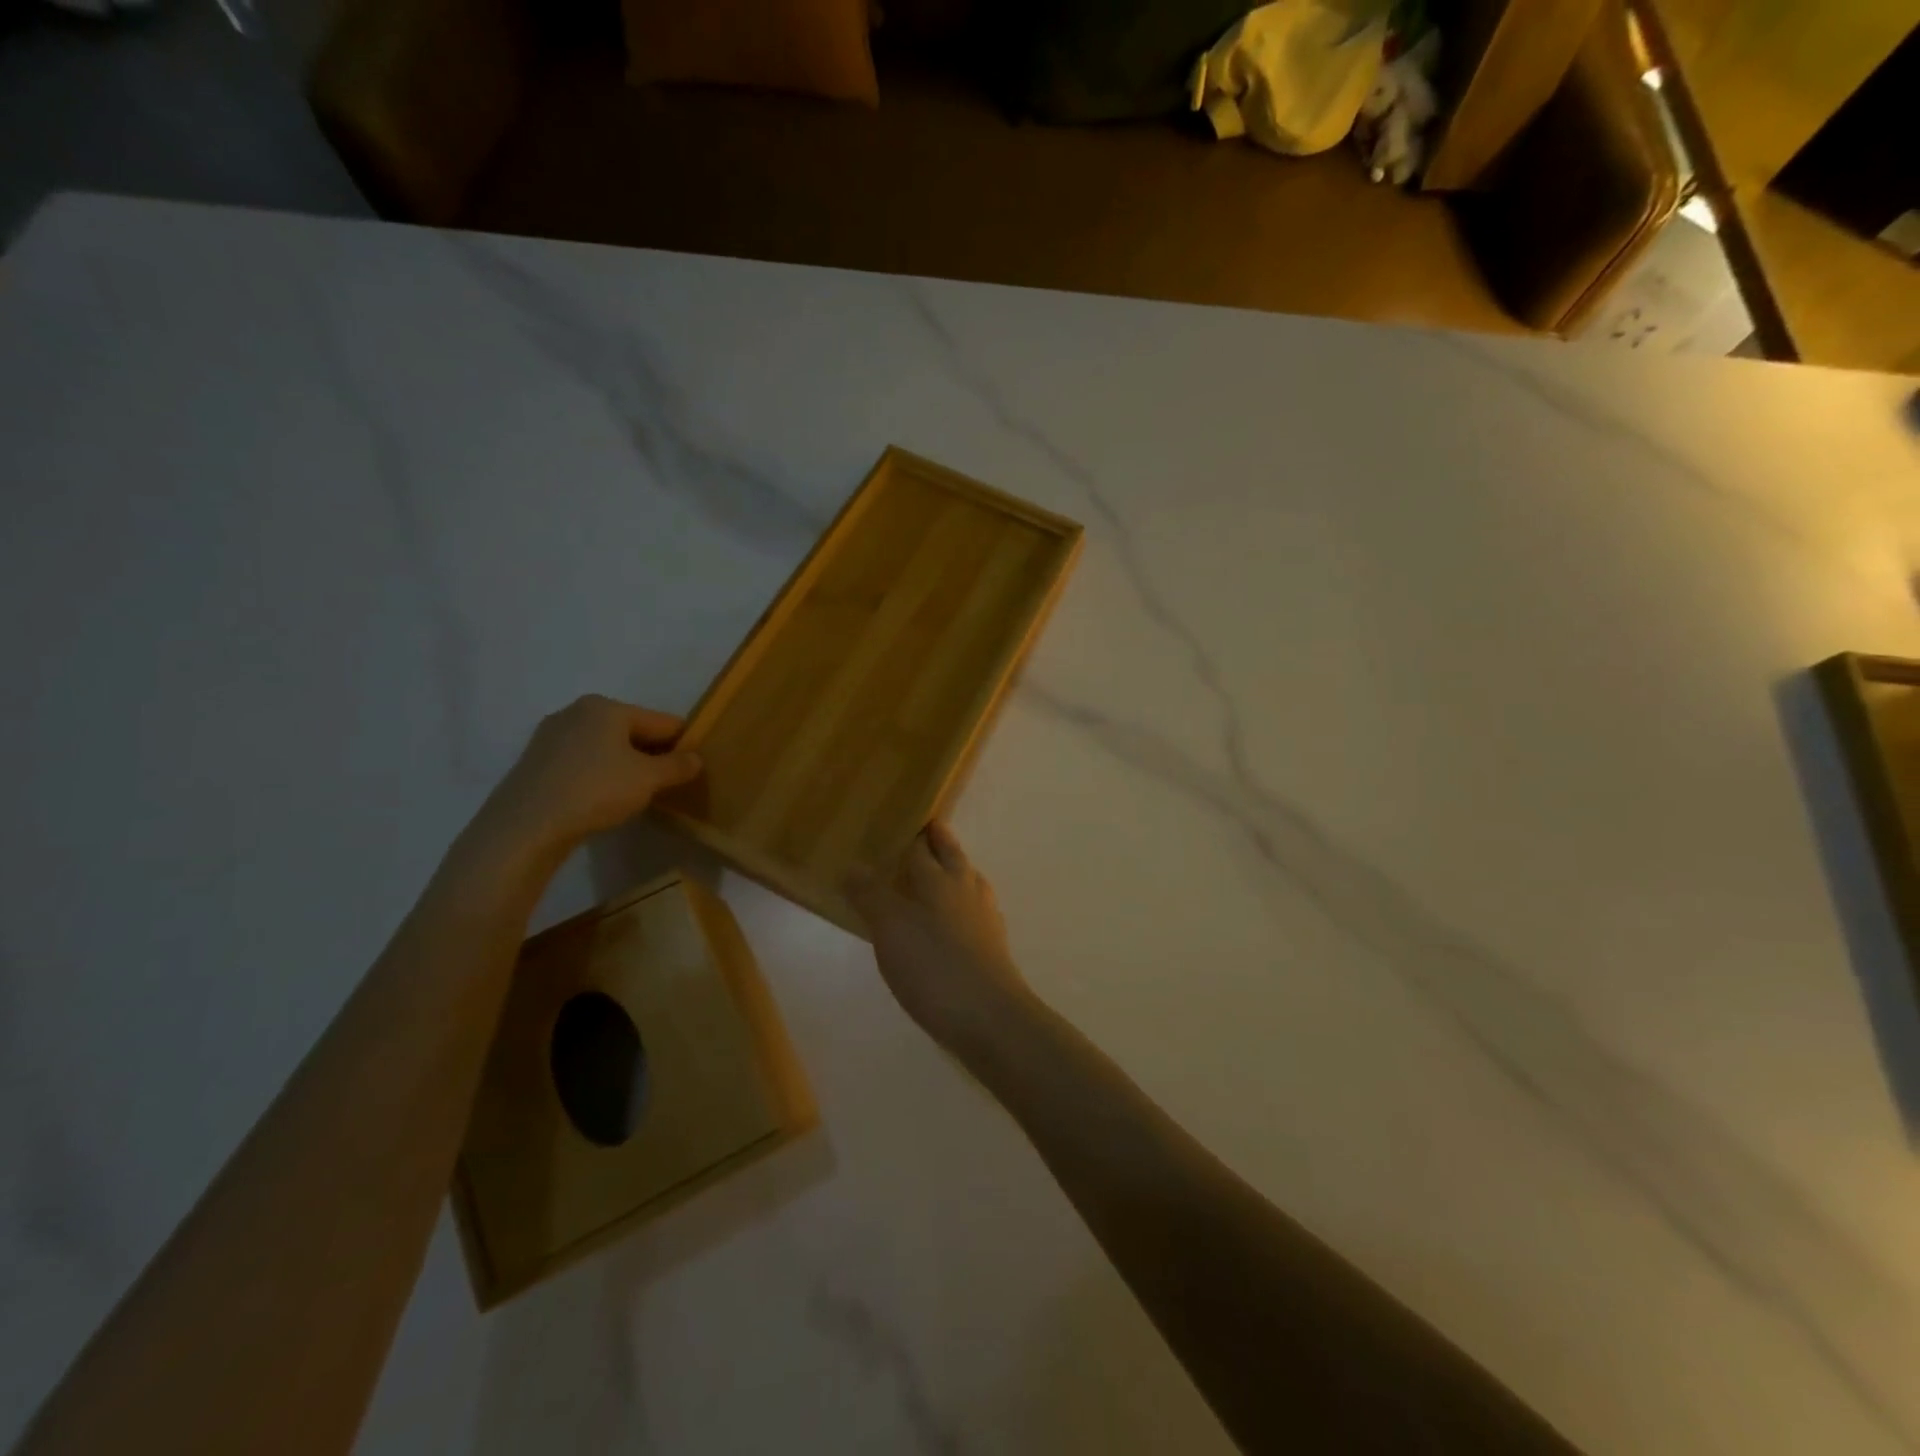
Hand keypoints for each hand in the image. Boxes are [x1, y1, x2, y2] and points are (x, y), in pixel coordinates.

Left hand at [467, 695, 702, 867]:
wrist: (525, 826)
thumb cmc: (595, 790)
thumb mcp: (649, 779)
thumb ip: (678, 766)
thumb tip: (696, 759)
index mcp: (607, 707)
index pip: (662, 721)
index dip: (684, 743)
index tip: (695, 767)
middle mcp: (577, 711)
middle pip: (631, 731)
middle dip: (652, 754)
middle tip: (667, 783)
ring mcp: (551, 736)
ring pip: (604, 747)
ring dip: (624, 765)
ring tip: (635, 794)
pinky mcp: (535, 762)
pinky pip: (581, 762)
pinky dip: (598, 774)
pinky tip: (601, 798)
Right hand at [847, 823, 1034, 1053]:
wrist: (989, 1018)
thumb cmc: (934, 966)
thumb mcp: (891, 928)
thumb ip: (872, 894)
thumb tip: (853, 864)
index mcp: (940, 879)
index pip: (923, 846)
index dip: (912, 833)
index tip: (902, 821)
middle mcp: (966, 890)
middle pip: (953, 857)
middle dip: (940, 842)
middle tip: (928, 830)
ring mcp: (985, 918)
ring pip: (968, 882)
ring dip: (955, 871)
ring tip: (941, 872)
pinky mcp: (992, 947)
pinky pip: (974, 911)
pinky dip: (961, 905)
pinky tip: (953, 922)